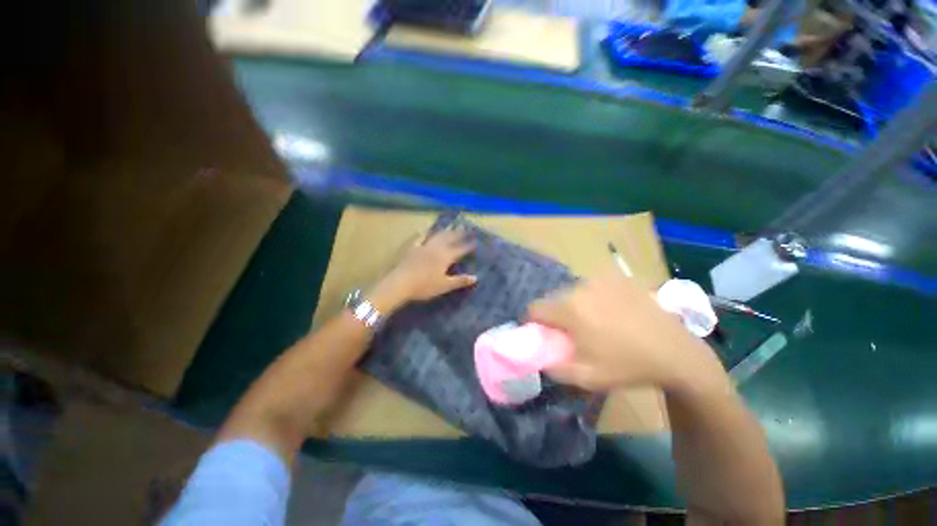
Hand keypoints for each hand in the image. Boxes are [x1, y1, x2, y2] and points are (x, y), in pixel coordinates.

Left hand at [368, 227, 476, 312]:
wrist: (400, 283)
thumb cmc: (424, 286)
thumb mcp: (444, 286)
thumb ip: (460, 281)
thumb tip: (475, 277)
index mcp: (445, 257)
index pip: (460, 249)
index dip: (468, 245)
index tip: (475, 240)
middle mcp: (436, 248)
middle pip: (449, 239)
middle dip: (458, 233)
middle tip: (465, 228)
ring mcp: (423, 246)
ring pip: (436, 236)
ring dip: (444, 231)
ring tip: (450, 226)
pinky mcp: (412, 248)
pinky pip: (419, 237)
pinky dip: (423, 233)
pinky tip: (424, 229)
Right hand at [528, 272, 722, 392]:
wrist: (676, 353)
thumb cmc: (628, 366)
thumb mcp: (586, 377)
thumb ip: (554, 368)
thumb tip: (539, 358)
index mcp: (570, 309)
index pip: (534, 308)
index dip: (533, 322)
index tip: (542, 333)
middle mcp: (581, 287)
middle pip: (553, 298)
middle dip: (555, 314)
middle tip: (570, 331)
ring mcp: (601, 280)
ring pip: (572, 291)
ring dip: (573, 305)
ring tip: (592, 321)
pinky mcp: (617, 278)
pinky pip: (592, 286)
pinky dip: (592, 297)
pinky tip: (610, 311)